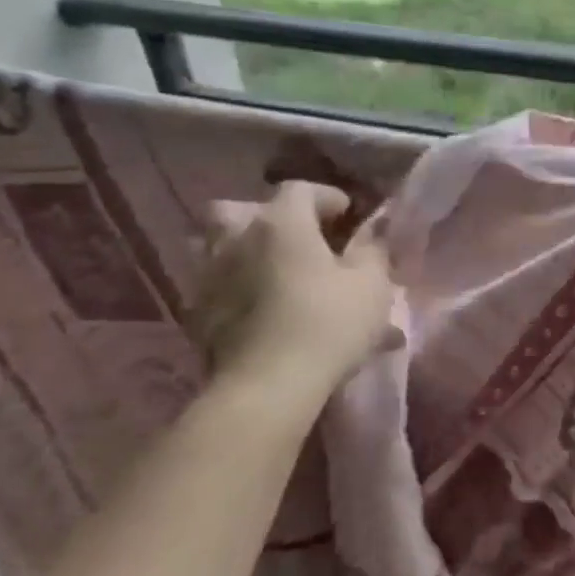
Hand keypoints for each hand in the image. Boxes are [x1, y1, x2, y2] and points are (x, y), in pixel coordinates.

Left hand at [190, 182, 400, 386]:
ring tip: (277, 270)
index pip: (300, 190)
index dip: (326, 196)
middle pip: (239, 209)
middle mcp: (236, 239)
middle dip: (267, 215)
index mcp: (280, 223)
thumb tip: (376, 229)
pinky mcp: (198, 314)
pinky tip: (263, 306)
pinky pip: (218, 284)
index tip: (348, 214)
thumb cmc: (330, 323)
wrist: (269, 386)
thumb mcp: (372, 282)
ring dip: (246, 249)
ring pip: (219, 246)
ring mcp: (209, 277)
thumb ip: (374, 249)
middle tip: (298, 236)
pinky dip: (238, 285)